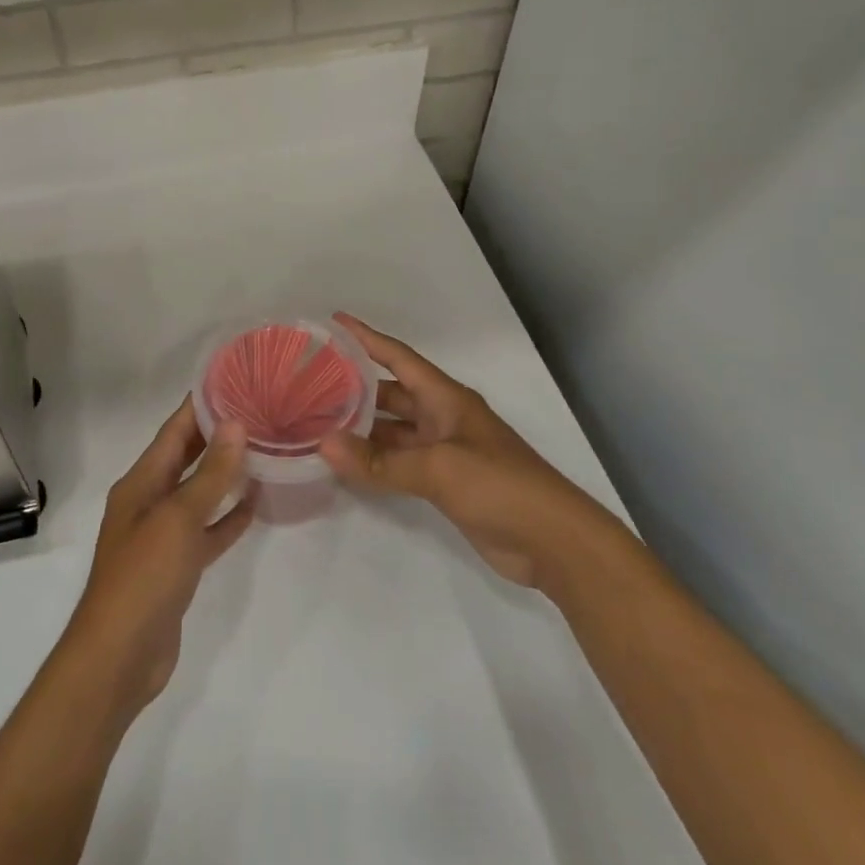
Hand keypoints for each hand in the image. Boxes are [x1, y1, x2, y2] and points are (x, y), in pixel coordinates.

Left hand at [59, 398, 255, 717]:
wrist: (120, 657)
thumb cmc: (144, 576)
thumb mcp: (179, 518)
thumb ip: (210, 474)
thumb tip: (234, 424)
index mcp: (141, 482)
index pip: (173, 431)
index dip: (200, 405)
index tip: (233, 381)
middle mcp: (149, 500)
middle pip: (186, 457)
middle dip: (217, 435)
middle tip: (258, 410)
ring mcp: (163, 535)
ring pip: (199, 493)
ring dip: (226, 473)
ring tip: (264, 449)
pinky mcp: (177, 566)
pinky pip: (207, 530)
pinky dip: (228, 517)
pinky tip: (256, 504)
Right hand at [320, 312, 616, 589]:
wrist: (554, 543)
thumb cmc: (500, 486)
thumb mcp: (439, 469)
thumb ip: (381, 461)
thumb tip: (324, 444)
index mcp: (446, 398)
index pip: (398, 357)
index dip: (366, 338)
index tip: (333, 322)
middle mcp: (442, 417)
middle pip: (391, 393)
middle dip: (354, 386)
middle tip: (310, 382)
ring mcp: (443, 451)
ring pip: (392, 430)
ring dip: (361, 428)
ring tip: (317, 422)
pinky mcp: (444, 483)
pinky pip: (399, 462)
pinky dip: (374, 460)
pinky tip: (346, 463)